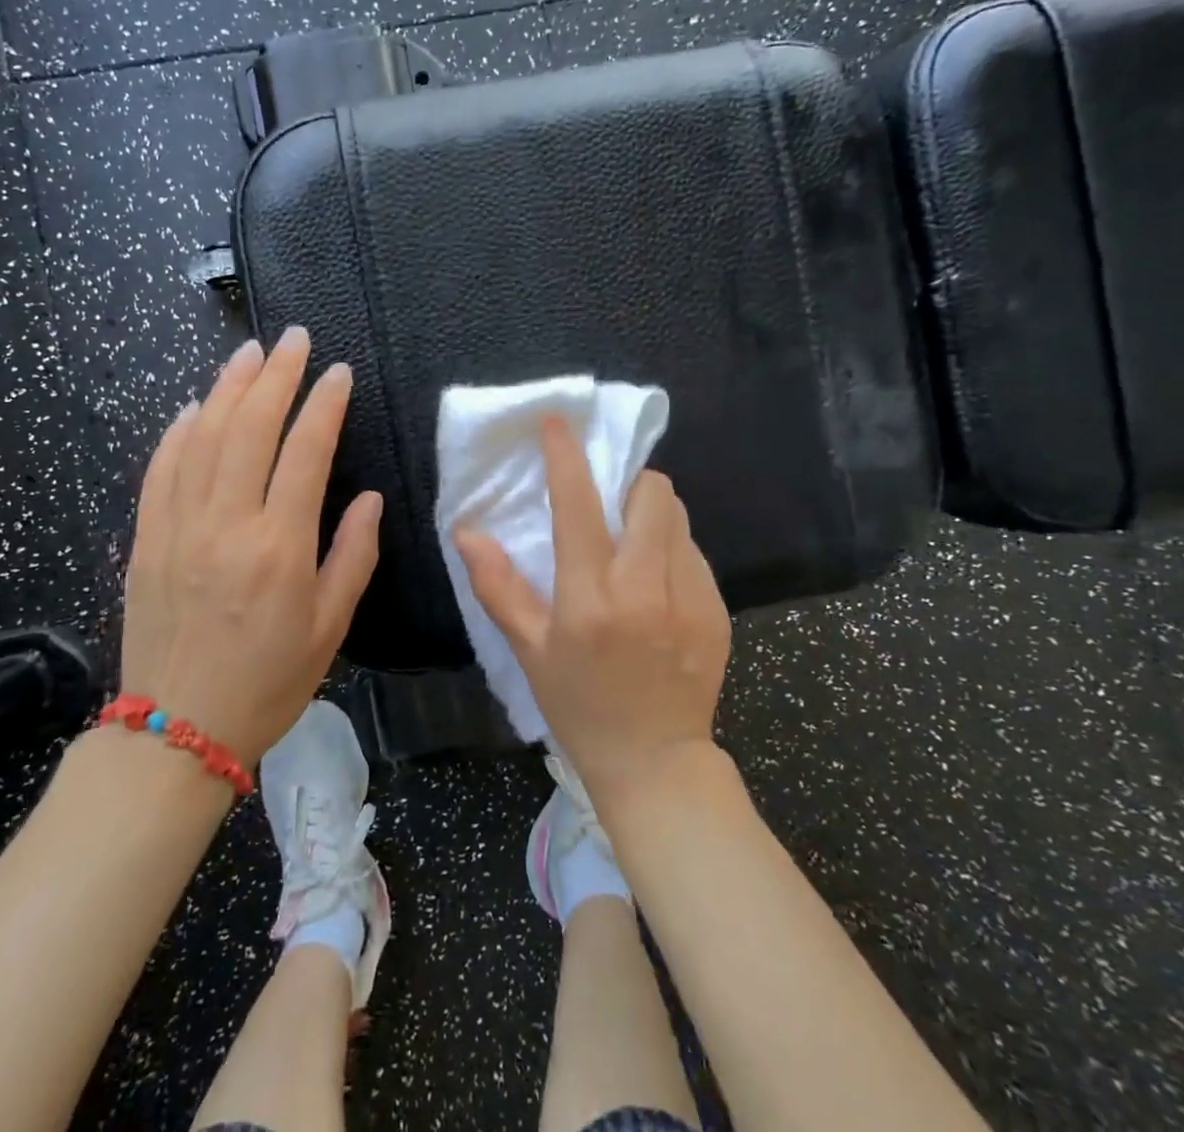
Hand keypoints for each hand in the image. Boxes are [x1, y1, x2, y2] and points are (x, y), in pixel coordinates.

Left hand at [120, 327, 381, 766]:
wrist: (177, 729)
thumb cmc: (268, 682)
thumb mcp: (331, 627)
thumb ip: (353, 555)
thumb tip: (366, 498)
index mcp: (280, 546)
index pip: (305, 452)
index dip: (324, 404)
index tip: (339, 372)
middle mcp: (227, 523)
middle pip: (250, 427)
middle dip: (276, 375)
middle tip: (294, 339)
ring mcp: (179, 527)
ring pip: (202, 436)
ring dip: (227, 388)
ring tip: (249, 352)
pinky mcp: (146, 538)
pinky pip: (160, 470)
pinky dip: (178, 431)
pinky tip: (192, 407)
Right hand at [455, 418, 731, 804]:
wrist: (655, 761)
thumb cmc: (578, 705)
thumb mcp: (528, 650)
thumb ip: (497, 586)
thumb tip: (467, 532)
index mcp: (590, 598)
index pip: (577, 505)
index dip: (566, 455)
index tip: (558, 423)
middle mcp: (644, 588)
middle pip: (651, 493)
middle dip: (628, 484)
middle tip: (609, 507)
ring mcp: (689, 598)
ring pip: (677, 517)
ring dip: (652, 515)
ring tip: (633, 548)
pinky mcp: (716, 610)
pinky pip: (694, 553)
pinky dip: (672, 551)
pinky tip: (658, 589)